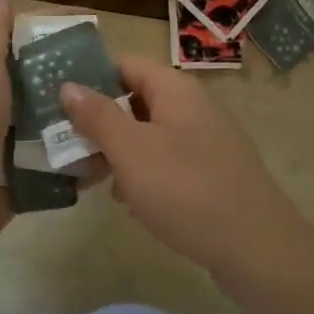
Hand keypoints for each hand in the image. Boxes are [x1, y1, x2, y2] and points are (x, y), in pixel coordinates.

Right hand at [60, 55, 313, 282]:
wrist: (257, 250)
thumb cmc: (186, 190)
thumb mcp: (131, 151)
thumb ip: (97, 116)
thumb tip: (68, 85)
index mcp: (175, 90)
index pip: (125, 64)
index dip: (90, 75)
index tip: (56, 97)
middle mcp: (192, 107)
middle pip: (135, 99)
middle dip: (98, 120)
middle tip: (63, 144)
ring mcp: (206, 141)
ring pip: (148, 134)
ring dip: (116, 150)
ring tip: (86, 177)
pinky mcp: (211, 174)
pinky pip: (167, 161)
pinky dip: (142, 173)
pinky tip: (127, 201)